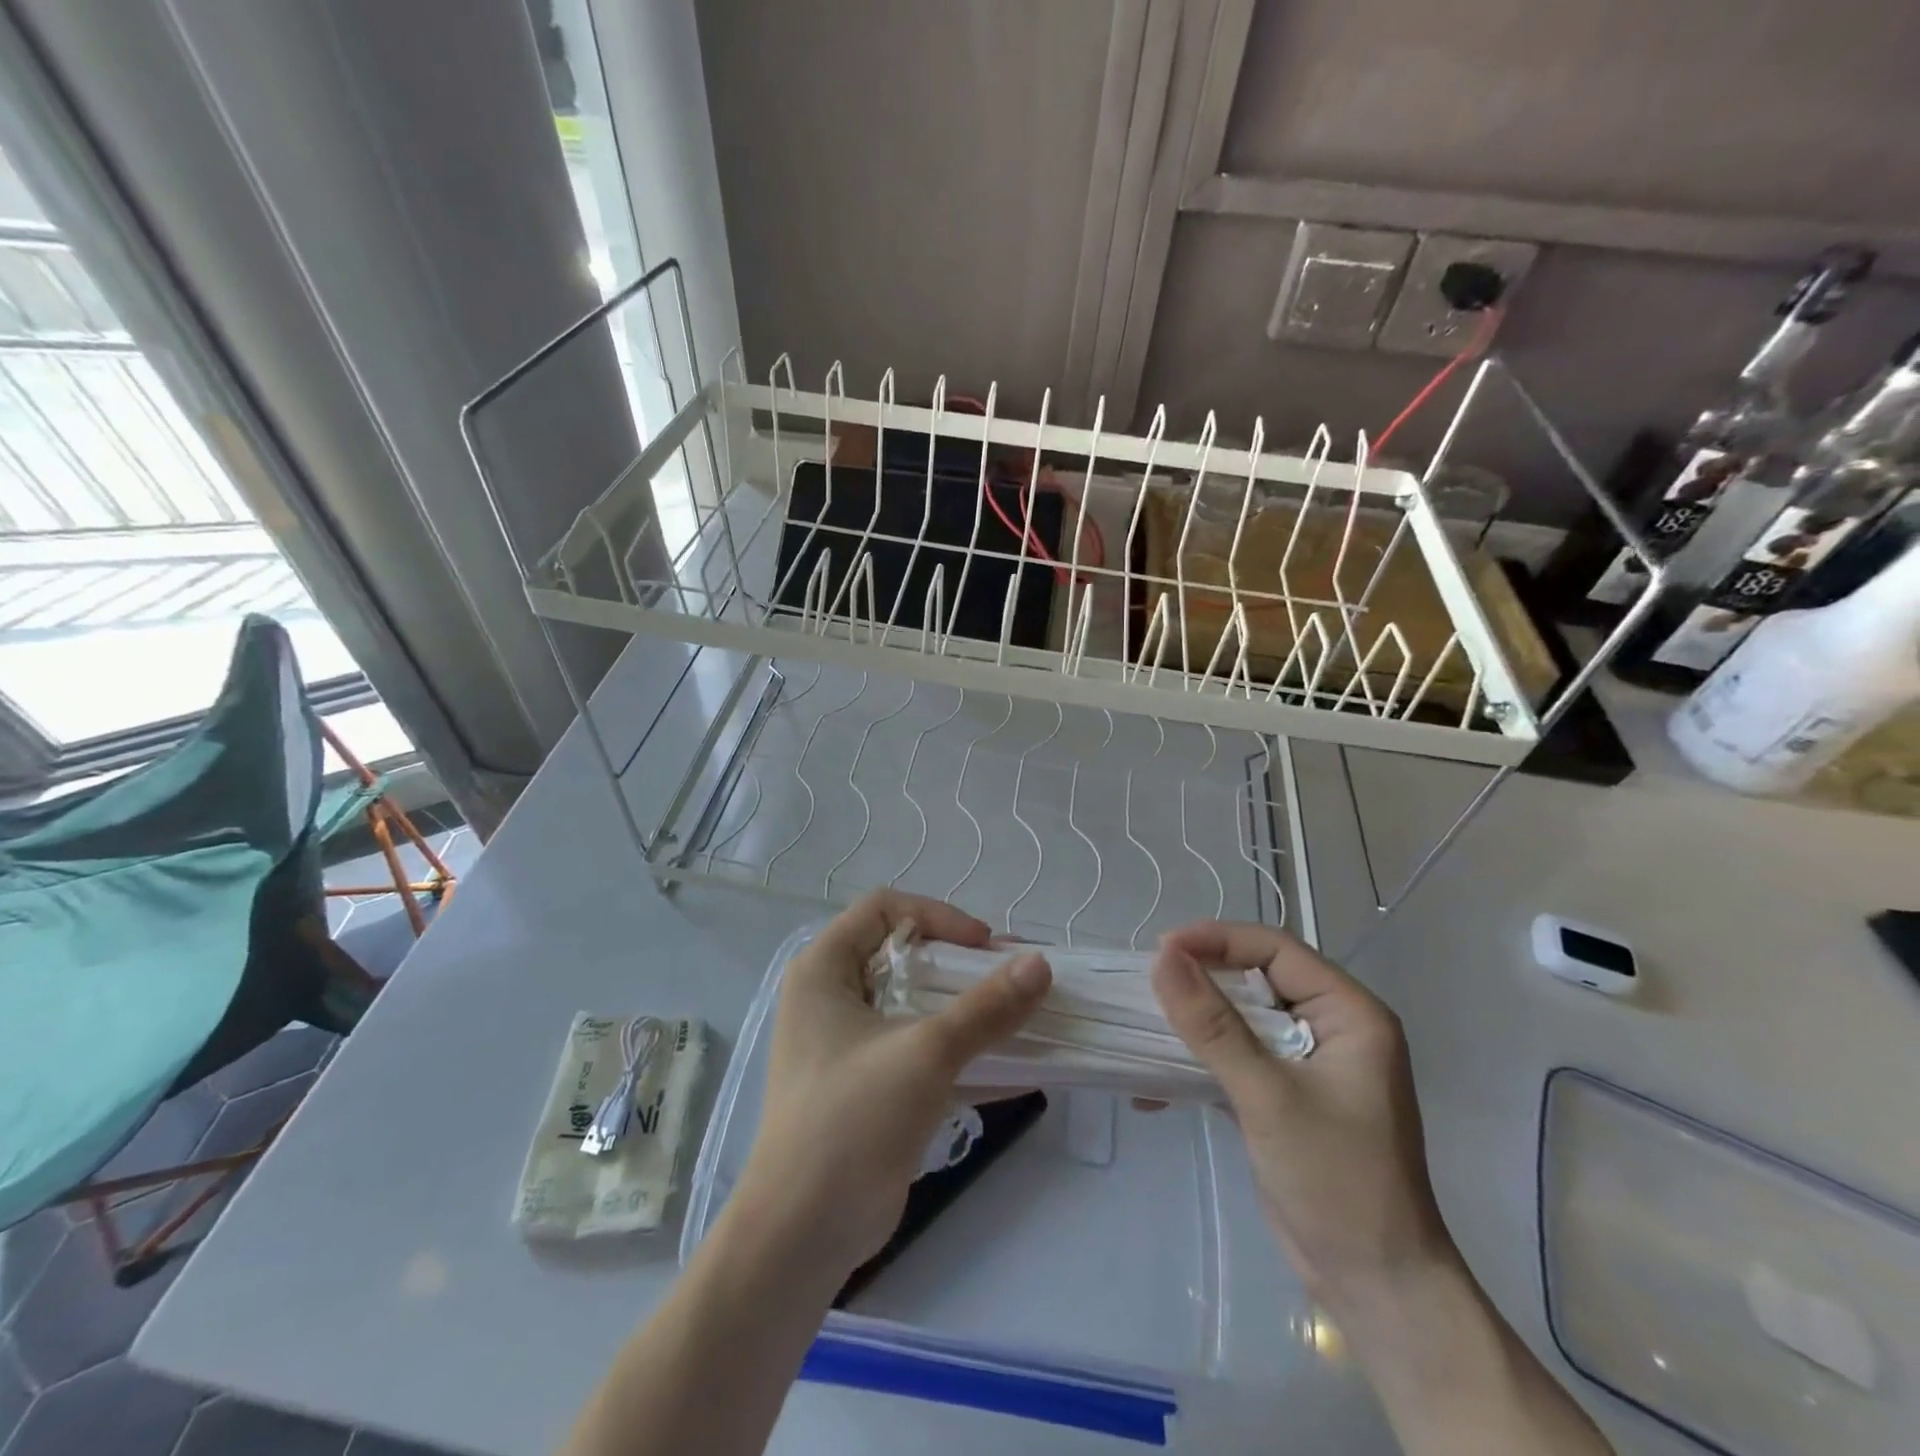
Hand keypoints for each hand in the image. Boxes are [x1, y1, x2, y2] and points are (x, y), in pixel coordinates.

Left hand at [733, 891, 1051, 1277]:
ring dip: (972, 1011)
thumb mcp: (924, 1054)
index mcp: (825, 969)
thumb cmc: (851, 1120)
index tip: (984, 947)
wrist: (802, 1235)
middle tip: (1017, 978)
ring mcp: (853, 1044)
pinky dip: (967, 1055)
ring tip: (1028, 1015)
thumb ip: (986, 1009)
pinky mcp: (872, 1086)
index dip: (937, 917)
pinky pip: (925, 1052)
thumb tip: (1041, 964)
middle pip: (908, 956)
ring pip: (921, 1006)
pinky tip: (1022, 1068)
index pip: (885, 909)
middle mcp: (835, 997)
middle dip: (966, 966)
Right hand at [1150, 921, 1453, 1304]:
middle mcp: (1331, 1027)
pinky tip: (1154, 1085)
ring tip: (1143, 1023)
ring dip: (1194, 1022)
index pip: (1276, 950)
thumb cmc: (1337, 1181)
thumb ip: (1213, 1025)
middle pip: (1255, 979)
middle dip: (1201, 979)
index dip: (1217, 941)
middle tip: (1147, 983)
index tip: (1161, 948)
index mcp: (1350, 1013)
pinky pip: (1235, 1057)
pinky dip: (1198, 1062)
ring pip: (1240, 1018)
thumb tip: (1162, 958)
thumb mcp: (1268, 1096)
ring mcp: (1307, 1063)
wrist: (1376, 1287)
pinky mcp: (1284, 1095)